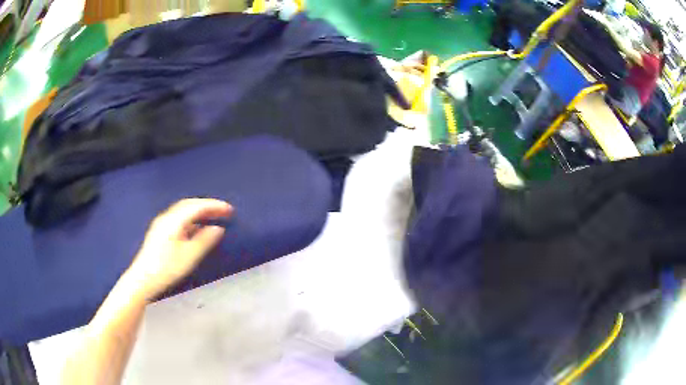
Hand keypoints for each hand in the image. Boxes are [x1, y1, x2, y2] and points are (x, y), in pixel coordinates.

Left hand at [126, 199, 232, 299]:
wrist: (143, 279)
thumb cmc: (166, 268)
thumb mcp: (189, 256)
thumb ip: (204, 240)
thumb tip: (218, 229)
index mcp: (173, 220)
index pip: (196, 206)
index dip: (214, 205)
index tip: (229, 209)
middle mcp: (166, 218)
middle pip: (189, 205)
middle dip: (207, 206)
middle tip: (223, 211)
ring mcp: (161, 224)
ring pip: (183, 211)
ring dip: (199, 212)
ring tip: (213, 217)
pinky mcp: (160, 232)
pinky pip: (179, 219)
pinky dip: (191, 219)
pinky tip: (197, 229)